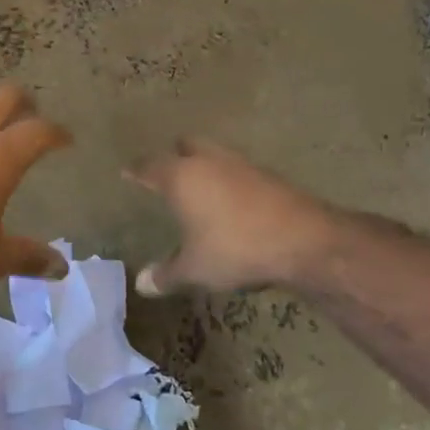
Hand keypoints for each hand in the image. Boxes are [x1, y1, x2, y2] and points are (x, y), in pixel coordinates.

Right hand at [126, 139, 335, 294]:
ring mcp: (241, 164)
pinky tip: (233, 201)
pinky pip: (238, 170)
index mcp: (182, 177)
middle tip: (168, 171)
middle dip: (175, 155)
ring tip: (201, 185)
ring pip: (215, 154)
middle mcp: (209, 161)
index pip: (150, 166)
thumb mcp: (195, 269)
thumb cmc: (235, 248)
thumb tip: (141, 284)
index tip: (128, 171)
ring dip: (206, 164)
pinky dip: (230, 179)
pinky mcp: (268, 175)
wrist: (301, 239)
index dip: (137, 170)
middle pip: (186, 145)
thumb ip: (166, 274)